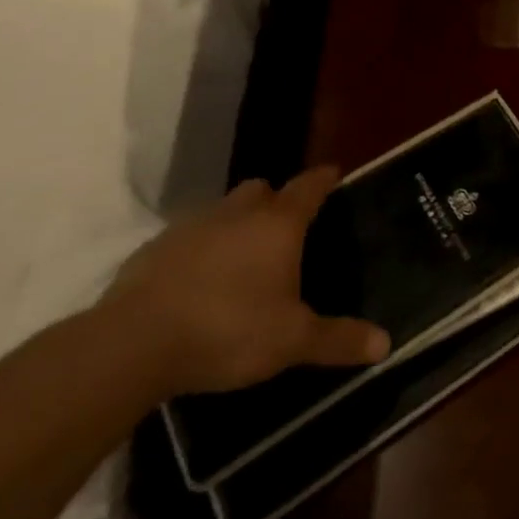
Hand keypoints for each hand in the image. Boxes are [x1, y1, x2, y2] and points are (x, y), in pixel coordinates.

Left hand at [105, 167, 389, 397]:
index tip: (334, 174)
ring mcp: (192, 227)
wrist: (132, 345)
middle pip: (262, 189)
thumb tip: (386, 344)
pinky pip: (188, 238)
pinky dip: (200, 250)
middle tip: (286, 227)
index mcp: (278, 224)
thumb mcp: (291, 341)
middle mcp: (237, 213)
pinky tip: (199, 283)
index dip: (324, 179)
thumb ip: (337, 339)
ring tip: (243, 259)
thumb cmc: (227, 329)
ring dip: (236, 224)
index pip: (309, 186)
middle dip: (276, 200)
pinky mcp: (153, 250)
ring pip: (223, 211)